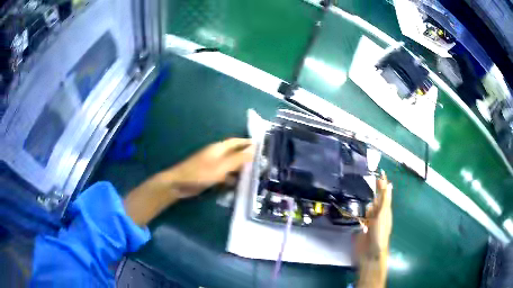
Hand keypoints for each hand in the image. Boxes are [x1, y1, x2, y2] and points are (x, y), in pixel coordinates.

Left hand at [125, 138, 254, 225]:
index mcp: (219, 148)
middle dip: (246, 156)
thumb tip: (253, 149)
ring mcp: (213, 165)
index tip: (260, 145)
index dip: (247, 142)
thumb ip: (237, 159)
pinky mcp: (210, 175)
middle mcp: (217, 154)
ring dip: (240, 168)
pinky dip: (232, 178)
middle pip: (234, 153)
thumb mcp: (221, 166)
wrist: (179, 184)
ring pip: (230, 165)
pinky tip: (238, 184)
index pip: (236, 142)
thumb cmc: (199, 173)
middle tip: (261, 162)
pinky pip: (224, 174)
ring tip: (254, 174)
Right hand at [354, 170, 392, 287]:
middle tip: (367, 177)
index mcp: (385, 210)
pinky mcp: (360, 227)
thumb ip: (384, 200)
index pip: (384, 193)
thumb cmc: (380, 233)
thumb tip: (388, 184)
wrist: (370, 252)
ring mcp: (369, 221)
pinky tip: (352, 206)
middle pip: (376, 199)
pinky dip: (357, 210)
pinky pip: (359, 216)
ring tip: (358, 188)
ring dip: (364, 199)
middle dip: (373, 189)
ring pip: (367, 207)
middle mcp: (377, 214)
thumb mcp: (383, 214)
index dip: (383, 183)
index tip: (379, 172)